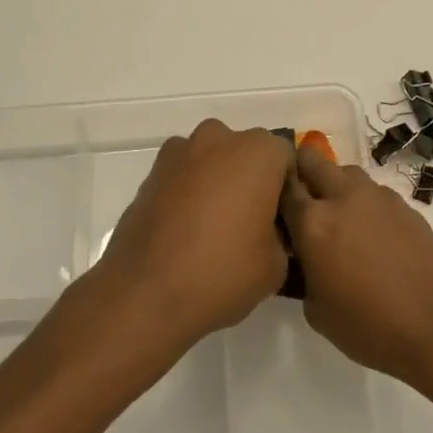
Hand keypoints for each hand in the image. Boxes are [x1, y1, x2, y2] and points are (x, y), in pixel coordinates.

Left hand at [91, 119, 291, 352]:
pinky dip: (189, 194)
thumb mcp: (277, 265)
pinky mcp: (151, 174)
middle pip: (246, 153)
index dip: (287, 191)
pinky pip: (183, 176)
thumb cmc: (222, 272)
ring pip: (212, 161)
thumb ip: (281, 234)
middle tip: (250, 225)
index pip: (286, 159)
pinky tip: (186, 231)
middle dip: (251, 181)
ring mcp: (179, 153)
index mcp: (257, 152)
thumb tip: (269, 231)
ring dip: (218, 183)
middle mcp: (218, 139)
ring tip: (214, 229)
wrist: (145, 293)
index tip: (281, 223)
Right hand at [280, 144, 432, 390]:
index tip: (269, 202)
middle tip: (300, 200)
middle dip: (301, 171)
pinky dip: (364, 203)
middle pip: (311, 160)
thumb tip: (303, 260)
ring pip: (345, 172)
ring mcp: (377, 197)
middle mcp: (343, 197)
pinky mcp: (404, 204)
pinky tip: (371, 234)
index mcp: (313, 223)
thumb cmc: (371, 327)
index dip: (272, 189)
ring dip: (335, 186)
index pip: (282, 186)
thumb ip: (302, 275)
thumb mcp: (317, 312)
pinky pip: (373, 192)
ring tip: (339, 218)